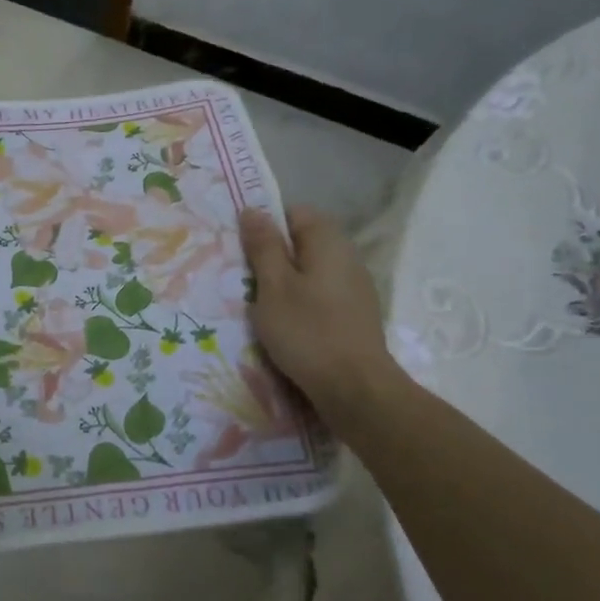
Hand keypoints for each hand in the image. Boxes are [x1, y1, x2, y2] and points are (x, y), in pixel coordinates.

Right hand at [239, 205, 397, 418]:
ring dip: (284, 284)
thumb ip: (263, 246)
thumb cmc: (307, 331)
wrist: (355, 389)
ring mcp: (355, 288)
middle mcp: (347, 257)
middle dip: (272, 257)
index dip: (267, 225)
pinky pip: (320, 295)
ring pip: (310, 272)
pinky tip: (286, 327)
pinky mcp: (354, 315)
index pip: (294, 212)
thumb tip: (253, 210)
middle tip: (245, 281)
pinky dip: (300, 304)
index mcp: (328, 242)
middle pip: (302, 243)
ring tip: (261, 307)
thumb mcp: (273, 286)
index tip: (243, 250)